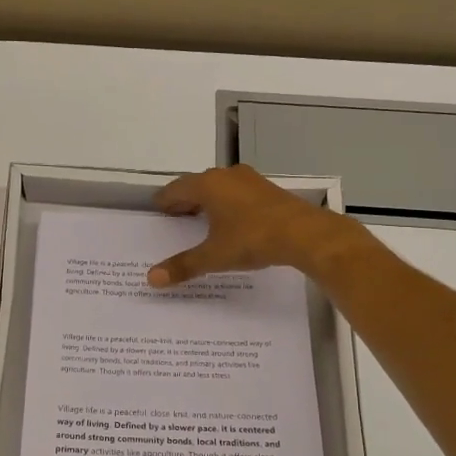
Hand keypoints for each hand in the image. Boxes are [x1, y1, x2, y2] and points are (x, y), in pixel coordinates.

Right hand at [148, 164, 363, 287]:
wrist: (304, 234)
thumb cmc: (252, 239)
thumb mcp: (214, 256)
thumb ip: (183, 265)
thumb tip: (151, 279)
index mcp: (208, 185)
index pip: (177, 188)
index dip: (165, 199)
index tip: (157, 208)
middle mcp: (226, 176)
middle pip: (198, 185)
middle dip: (185, 200)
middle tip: (175, 216)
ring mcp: (250, 180)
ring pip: (220, 187)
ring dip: (208, 200)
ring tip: (201, 219)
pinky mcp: (268, 190)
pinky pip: (238, 192)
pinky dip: (227, 203)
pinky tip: (231, 220)